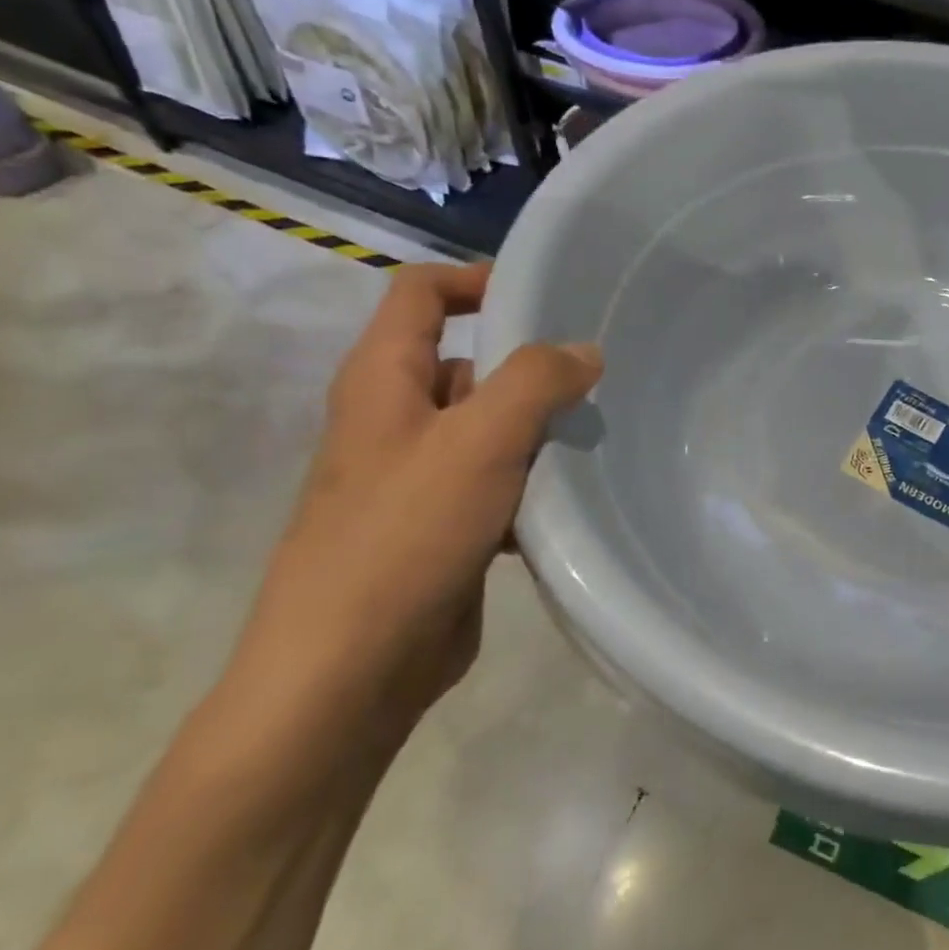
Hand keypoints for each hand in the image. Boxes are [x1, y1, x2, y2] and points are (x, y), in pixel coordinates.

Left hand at [227, 263, 601, 748]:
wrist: (350, 669)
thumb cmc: (404, 536)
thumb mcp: (478, 441)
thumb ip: (536, 381)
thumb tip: (584, 351)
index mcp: (383, 381)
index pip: (421, 293)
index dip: (478, 280)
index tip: (549, 296)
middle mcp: (396, 419)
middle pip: (468, 362)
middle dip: (531, 367)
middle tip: (598, 381)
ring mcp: (419, 475)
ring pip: (491, 427)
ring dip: (540, 430)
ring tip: (598, 440)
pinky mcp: (443, 525)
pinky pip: (498, 481)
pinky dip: (533, 483)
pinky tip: (572, 502)